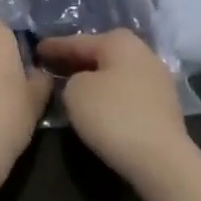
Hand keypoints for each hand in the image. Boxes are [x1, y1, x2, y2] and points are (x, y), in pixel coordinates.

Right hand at [34, 29, 192, 184]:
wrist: (161, 159)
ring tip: (72, 86)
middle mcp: (143, 52)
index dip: (54, 46)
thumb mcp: (75, 92)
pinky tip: (98, 103)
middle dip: (77, 60)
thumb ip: (70, 79)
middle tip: (52, 65)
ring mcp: (157, 79)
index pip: (78, 41)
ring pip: (115, 72)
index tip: (36, 49)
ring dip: (95, 77)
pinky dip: (110, 94)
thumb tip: (81, 82)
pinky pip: (127, 91)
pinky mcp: (164, 105)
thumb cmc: (113, 116)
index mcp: (120, 41)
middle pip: (101, 53)